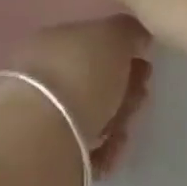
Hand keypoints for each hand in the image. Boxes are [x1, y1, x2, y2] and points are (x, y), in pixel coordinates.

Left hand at [0, 16, 152, 174]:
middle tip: (137, 100)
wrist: (42, 137)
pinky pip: (85, 149)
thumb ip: (128, 32)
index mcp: (52, 40)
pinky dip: (102, 151)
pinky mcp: (47, 153)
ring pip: (92, 116)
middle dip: (124, 92)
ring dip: (116, 122)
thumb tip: (137, 36)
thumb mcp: (111, 37)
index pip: (93, 44)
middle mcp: (42, 74)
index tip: (145, 66)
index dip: (124, 55)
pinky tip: (108, 153)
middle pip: (94, 81)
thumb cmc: (80, 75)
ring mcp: (42, 114)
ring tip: (120, 132)